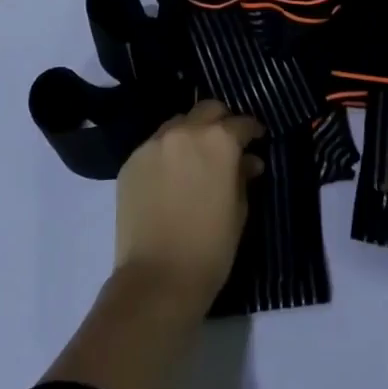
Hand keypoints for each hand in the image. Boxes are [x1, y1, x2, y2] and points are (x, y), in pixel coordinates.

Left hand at [115, 100, 263, 313]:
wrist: (157, 278)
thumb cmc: (210, 247)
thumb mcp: (239, 210)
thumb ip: (243, 176)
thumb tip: (249, 161)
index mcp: (218, 140)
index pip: (241, 123)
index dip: (252, 130)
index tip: (257, 140)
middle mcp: (184, 132)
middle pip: (207, 110)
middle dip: (221, 121)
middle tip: (227, 143)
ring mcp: (153, 144)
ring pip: (178, 123)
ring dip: (191, 133)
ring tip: (195, 158)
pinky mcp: (131, 162)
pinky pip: (155, 145)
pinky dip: (167, 152)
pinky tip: (171, 176)